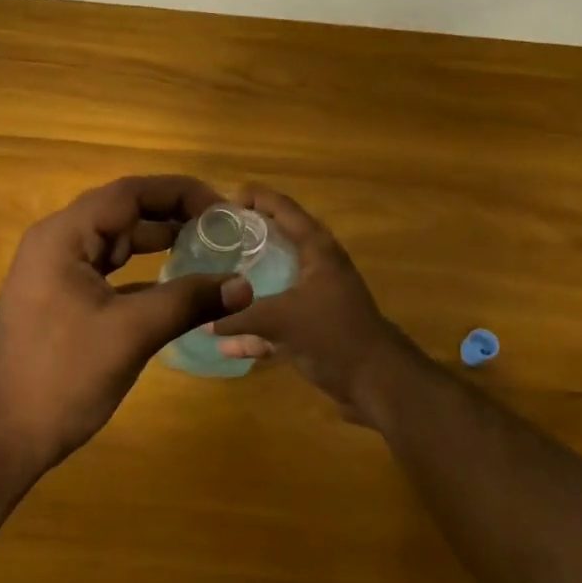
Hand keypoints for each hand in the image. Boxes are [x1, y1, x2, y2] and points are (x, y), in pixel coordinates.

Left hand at [0, 175, 251, 468]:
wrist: (5, 432)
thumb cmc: (63, 375)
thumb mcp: (131, 333)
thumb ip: (188, 302)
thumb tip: (243, 286)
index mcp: (63, 236)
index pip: (128, 194)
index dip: (178, 193)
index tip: (222, 209)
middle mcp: (56, 242)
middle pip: (121, 212)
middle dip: (172, 216)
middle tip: (221, 230)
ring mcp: (55, 271)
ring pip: (114, 242)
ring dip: (157, 242)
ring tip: (205, 249)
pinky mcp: (60, 297)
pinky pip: (106, 270)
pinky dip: (140, 272)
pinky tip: (173, 284)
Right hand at [210, 187, 419, 426]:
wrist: (378, 383)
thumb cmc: (334, 335)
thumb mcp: (281, 320)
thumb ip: (240, 317)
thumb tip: (203, 321)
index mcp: (317, 250)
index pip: (284, 209)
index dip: (255, 198)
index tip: (222, 202)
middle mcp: (317, 267)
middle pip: (277, 242)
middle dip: (245, 240)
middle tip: (212, 238)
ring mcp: (315, 298)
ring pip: (274, 282)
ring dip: (247, 285)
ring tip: (212, 282)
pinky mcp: (313, 328)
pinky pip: (277, 321)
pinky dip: (255, 330)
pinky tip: (227, 344)